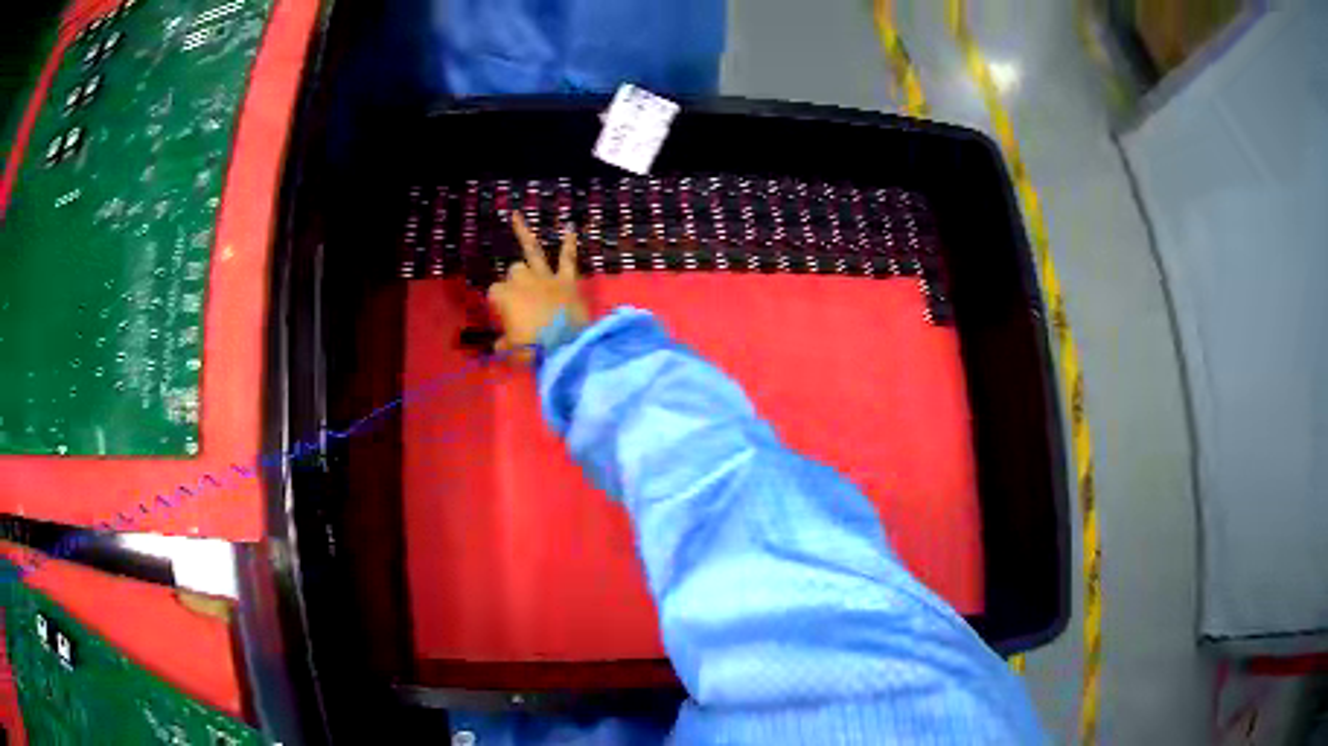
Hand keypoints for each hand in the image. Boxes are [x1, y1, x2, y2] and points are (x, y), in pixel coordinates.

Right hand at [487, 212, 589, 357]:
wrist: (567, 346)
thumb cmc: (534, 349)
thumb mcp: (512, 350)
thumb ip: (503, 344)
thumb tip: (499, 344)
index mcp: (505, 297)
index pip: (494, 291)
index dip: (498, 302)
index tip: (503, 315)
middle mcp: (523, 281)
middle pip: (514, 270)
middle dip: (515, 279)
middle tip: (521, 297)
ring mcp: (546, 277)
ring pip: (532, 255)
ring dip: (524, 235)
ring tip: (516, 217)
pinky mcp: (567, 280)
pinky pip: (568, 258)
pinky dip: (569, 243)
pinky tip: (570, 228)